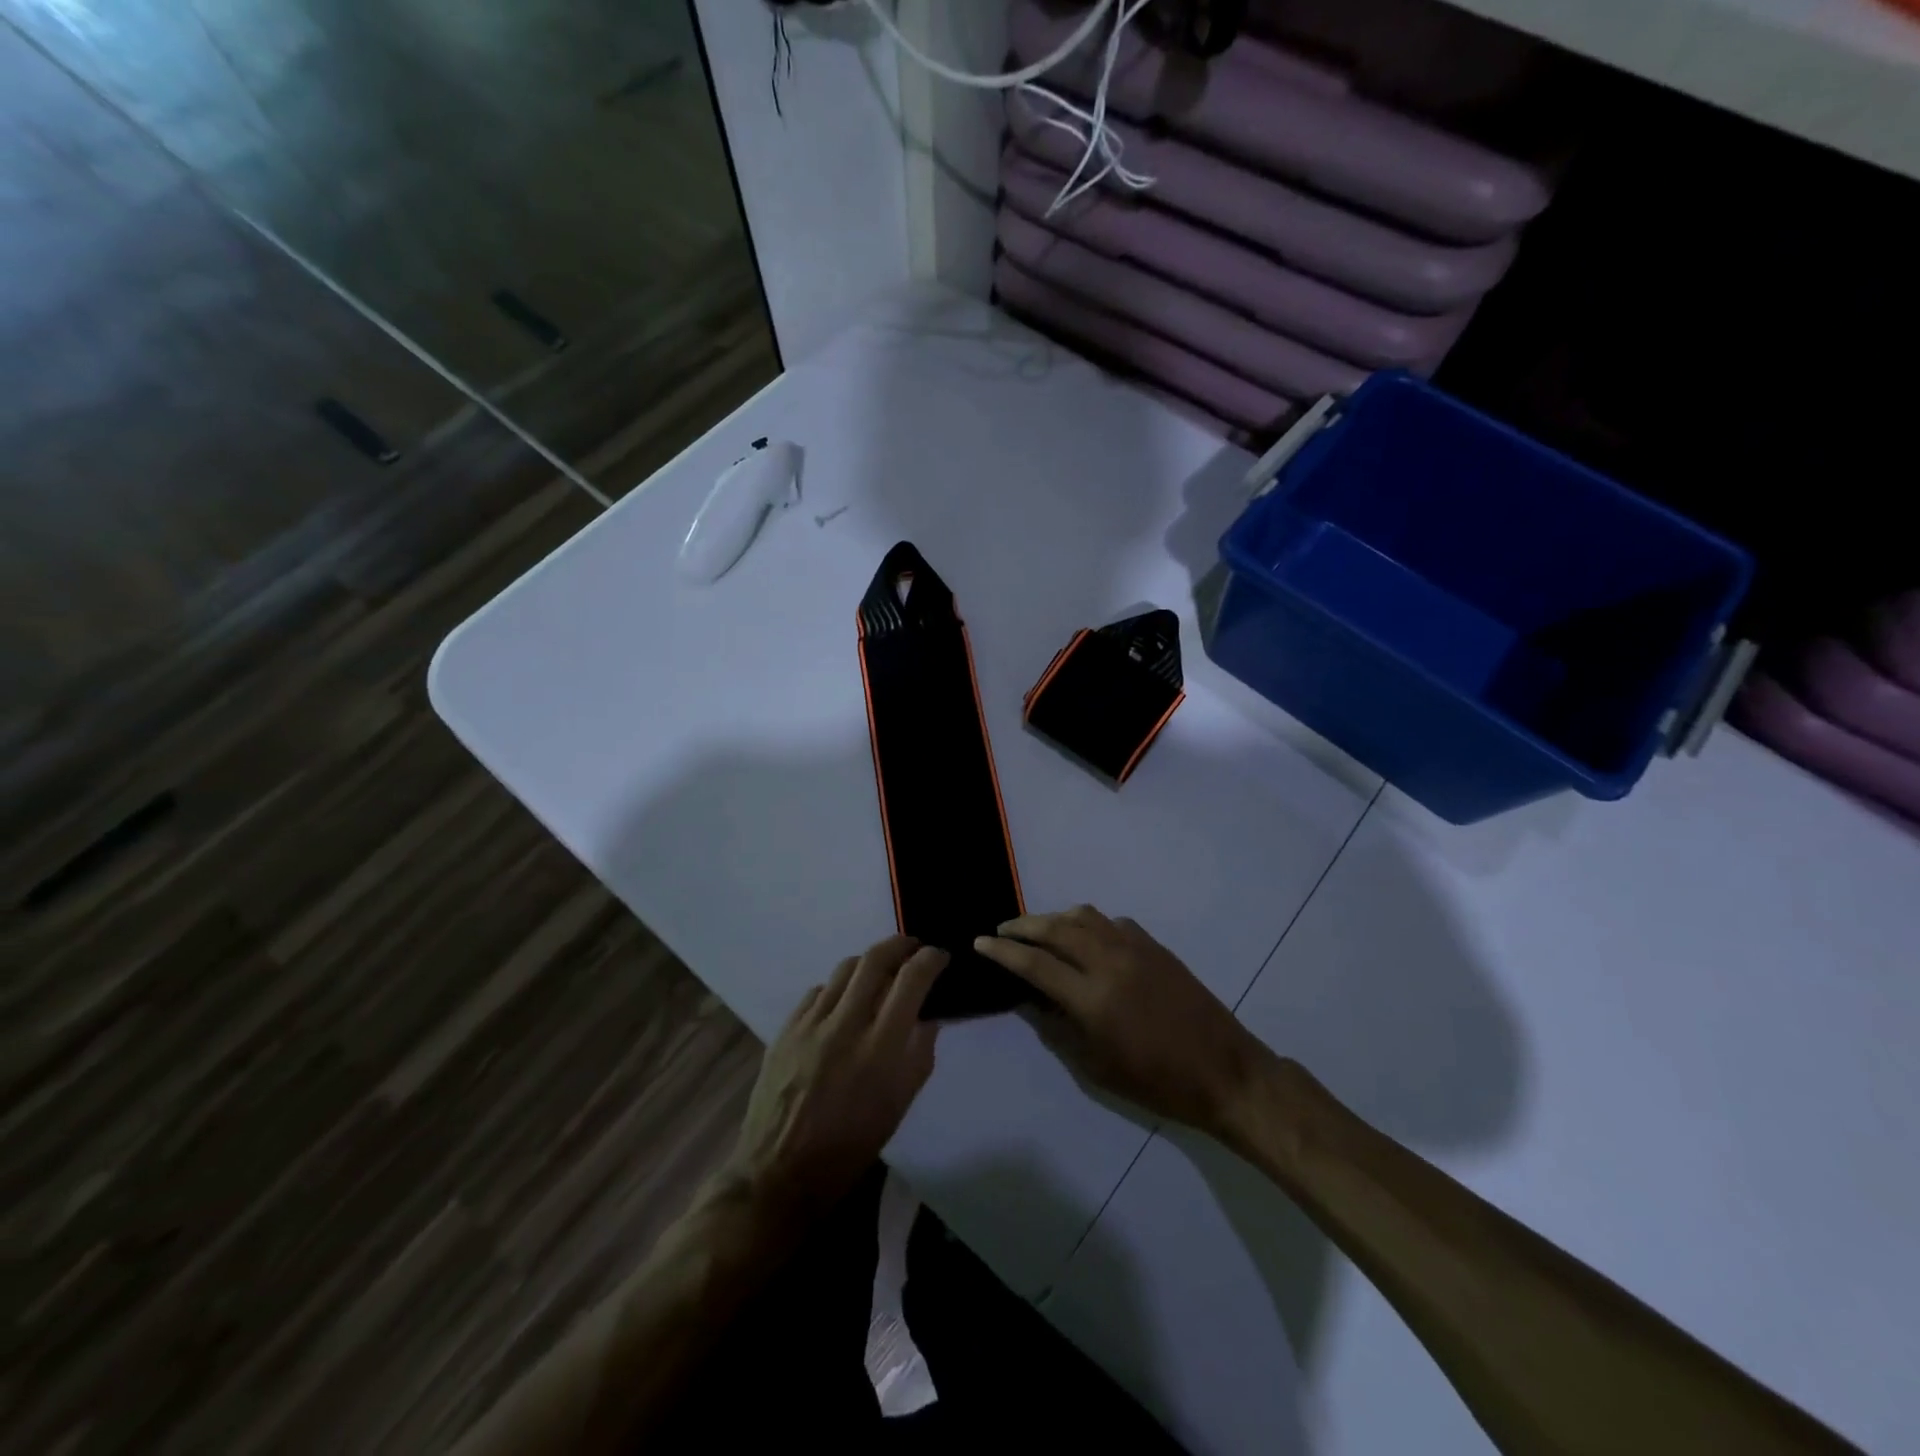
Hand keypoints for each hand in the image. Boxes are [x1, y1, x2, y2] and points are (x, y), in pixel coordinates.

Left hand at [727, 935, 945, 1219]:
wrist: (779, 1172)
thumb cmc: (850, 1147)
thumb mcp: (899, 1105)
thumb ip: (919, 1053)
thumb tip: (930, 1014)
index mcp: (880, 1049)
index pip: (911, 980)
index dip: (930, 959)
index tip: (939, 956)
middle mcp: (845, 1025)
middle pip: (875, 959)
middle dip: (900, 944)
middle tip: (913, 947)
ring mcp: (810, 1024)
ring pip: (844, 968)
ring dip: (869, 962)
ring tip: (880, 971)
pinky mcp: (786, 1028)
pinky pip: (818, 991)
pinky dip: (838, 987)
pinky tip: (843, 1003)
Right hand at [976, 906, 1267, 1133]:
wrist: (1223, 1071)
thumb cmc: (1157, 1082)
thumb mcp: (1097, 1067)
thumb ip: (1058, 1027)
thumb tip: (1030, 999)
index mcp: (1093, 998)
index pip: (1035, 963)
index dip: (1003, 951)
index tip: (980, 942)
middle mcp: (1110, 962)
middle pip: (1056, 928)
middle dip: (1023, 925)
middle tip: (1002, 930)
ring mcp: (1136, 948)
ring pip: (1084, 916)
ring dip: (1055, 918)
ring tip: (1039, 929)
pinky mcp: (1155, 946)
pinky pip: (1112, 923)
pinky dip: (1090, 924)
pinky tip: (1086, 939)